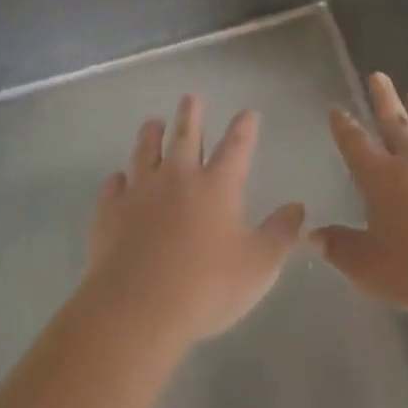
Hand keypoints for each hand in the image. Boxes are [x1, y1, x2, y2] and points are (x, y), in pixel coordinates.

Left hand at [86, 96, 305, 349]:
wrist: (135, 309)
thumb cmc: (205, 287)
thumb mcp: (258, 267)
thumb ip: (281, 234)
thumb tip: (298, 207)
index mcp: (217, 186)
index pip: (236, 146)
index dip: (245, 127)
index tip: (248, 112)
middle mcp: (178, 178)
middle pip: (185, 136)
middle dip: (191, 114)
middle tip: (191, 98)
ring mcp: (140, 192)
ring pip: (145, 152)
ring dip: (151, 135)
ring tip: (153, 123)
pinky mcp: (110, 213)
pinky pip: (114, 187)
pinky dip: (118, 180)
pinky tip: (118, 180)